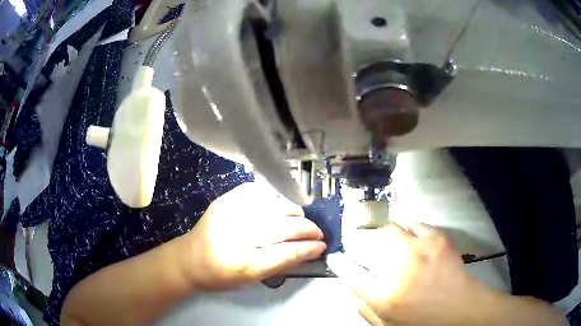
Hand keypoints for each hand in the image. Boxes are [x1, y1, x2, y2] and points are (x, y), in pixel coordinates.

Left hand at [181, 183, 325, 290]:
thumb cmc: (220, 275)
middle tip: (317, 232)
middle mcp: (236, 235)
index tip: (322, 245)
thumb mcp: (251, 279)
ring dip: (293, 211)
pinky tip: (280, 206)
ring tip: (301, 218)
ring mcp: (229, 213)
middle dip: (307, 228)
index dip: (308, 248)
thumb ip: (280, 265)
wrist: (188, 259)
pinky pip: (257, 192)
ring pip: (273, 206)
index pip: (286, 252)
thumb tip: (308, 250)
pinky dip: (273, 198)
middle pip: (282, 227)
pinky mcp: (224, 200)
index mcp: (242, 263)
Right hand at [328, 223, 493, 325]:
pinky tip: (411, 235)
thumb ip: (366, 311)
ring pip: (391, 229)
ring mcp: (419, 250)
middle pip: (368, 245)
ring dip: (384, 232)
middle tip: (360, 240)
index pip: (350, 274)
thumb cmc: (424, 323)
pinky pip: (415, 224)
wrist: (462, 310)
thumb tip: (352, 293)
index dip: (339, 264)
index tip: (335, 257)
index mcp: (384, 296)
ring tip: (386, 237)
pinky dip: (409, 228)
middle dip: (359, 241)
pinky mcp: (437, 240)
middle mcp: (398, 270)